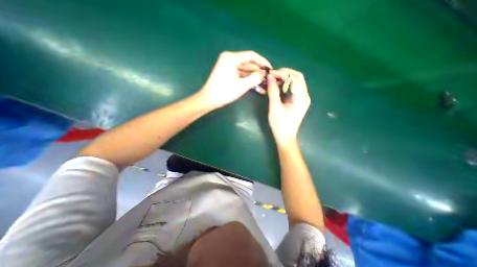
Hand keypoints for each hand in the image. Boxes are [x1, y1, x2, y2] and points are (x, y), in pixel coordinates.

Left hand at [197, 50, 269, 107]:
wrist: (209, 100)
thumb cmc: (224, 92)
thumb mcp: (241, 86)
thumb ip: (255, 78)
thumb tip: (264, 73)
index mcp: (231, 58)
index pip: (251, 56)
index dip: (262, 61)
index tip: (270, 69)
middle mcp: (229, 58)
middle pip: (248, 63)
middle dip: (258, 72)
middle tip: (267, 79)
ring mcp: (228, 65)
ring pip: (245, 70)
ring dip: (253, 77)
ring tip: (263, 85)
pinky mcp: (228, 72)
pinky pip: (240, 74)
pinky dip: (247, 79)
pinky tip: (255, 86)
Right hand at [267, 67, 310, 145]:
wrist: (285, 137)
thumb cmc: (280, 124)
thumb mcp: (274, 107)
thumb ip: (273, 91)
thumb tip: (270, 77)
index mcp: (301, 98)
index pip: (294, 79)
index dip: (282, 74)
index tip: (270, 73)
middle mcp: (305, 96)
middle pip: (298, 77)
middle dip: (285, 73)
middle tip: (272, 74)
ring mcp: (302, 98)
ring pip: (296, 81)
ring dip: (285, 78)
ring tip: (273, 78)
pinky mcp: (298, 101)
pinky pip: (294, 88)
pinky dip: (286, 84)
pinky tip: (277, 85)